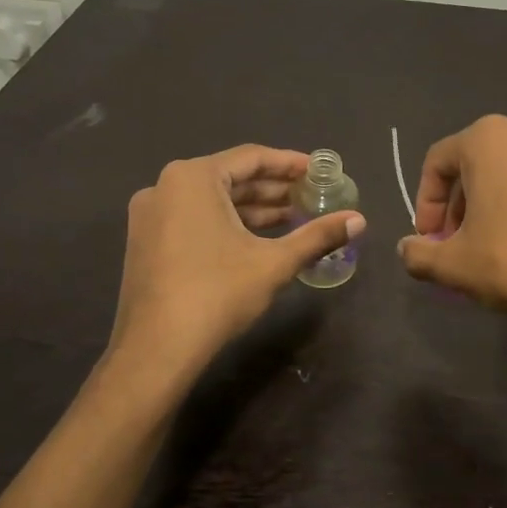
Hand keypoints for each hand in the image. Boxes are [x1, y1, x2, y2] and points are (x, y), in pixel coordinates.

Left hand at [105, 146, 364, 384]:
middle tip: (310, 197)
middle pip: (230, 178)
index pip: (251, 158)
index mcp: (193, 178)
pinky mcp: (146, 242)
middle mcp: (165, 187)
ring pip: (212, 201)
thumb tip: (360, 220)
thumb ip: (317, 236)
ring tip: (292, 219)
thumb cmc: (218, 293)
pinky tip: (257, 240)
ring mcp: (150, 216)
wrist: (156, 349)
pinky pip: (194, 219)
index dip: (290, 164)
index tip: (318, 172)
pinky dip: (227, 224)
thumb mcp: (274, 262)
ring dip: (252, 209)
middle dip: (272, 189)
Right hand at [395, 114, 506, 337]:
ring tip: (493, 247)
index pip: (438, 163)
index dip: (425, 204)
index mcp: (490, 138)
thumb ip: (418, 253)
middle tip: (457, 246)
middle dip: (460, 205)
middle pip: (477, 165)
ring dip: (494, 205)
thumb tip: (407, 250)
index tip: (429, 240)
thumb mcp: (455, 265)